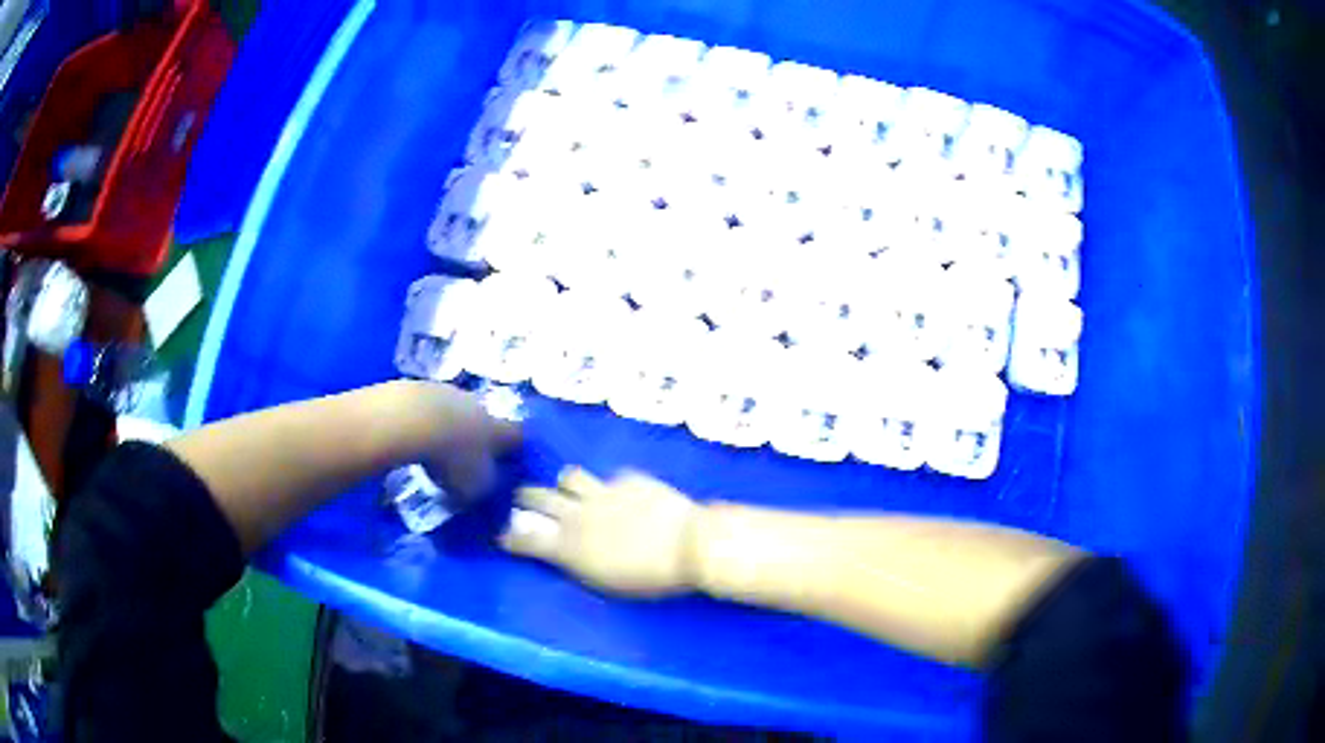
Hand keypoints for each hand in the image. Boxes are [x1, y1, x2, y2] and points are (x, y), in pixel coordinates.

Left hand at [412, 382, 521, 501]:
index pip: (518, 436)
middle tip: (468, 457)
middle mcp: (480, 406)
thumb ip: (487, 485)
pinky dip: (429, 420)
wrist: (412, 418)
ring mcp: (450, 393)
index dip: (516, 449)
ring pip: (457, 412)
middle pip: (486, 420)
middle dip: (480, 437)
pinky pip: (432, 407)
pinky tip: (417, 434)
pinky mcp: (423, 387)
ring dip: (452, 426)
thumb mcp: (476, 486)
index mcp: (498, 429)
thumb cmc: (452, 458)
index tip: (511, 461)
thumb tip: (488, 481)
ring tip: (438, 447)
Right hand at [501, 467, 700, 596]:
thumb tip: (564, 554)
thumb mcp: (605, 583)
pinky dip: (610, 487)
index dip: (511, 536)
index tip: (505, 536)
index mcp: (568, 546)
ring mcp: (602, 491)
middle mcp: (577, 514)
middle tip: (525, 501)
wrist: (689, 544)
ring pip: (569, 476)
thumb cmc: (650, 578)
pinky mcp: (628, 478)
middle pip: (537, 496)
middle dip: (526, 498)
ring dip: (566, 486)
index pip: (524, 537)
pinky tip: (623, 495)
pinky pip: (610, 477)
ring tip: (573, 492)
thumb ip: (578, 564)